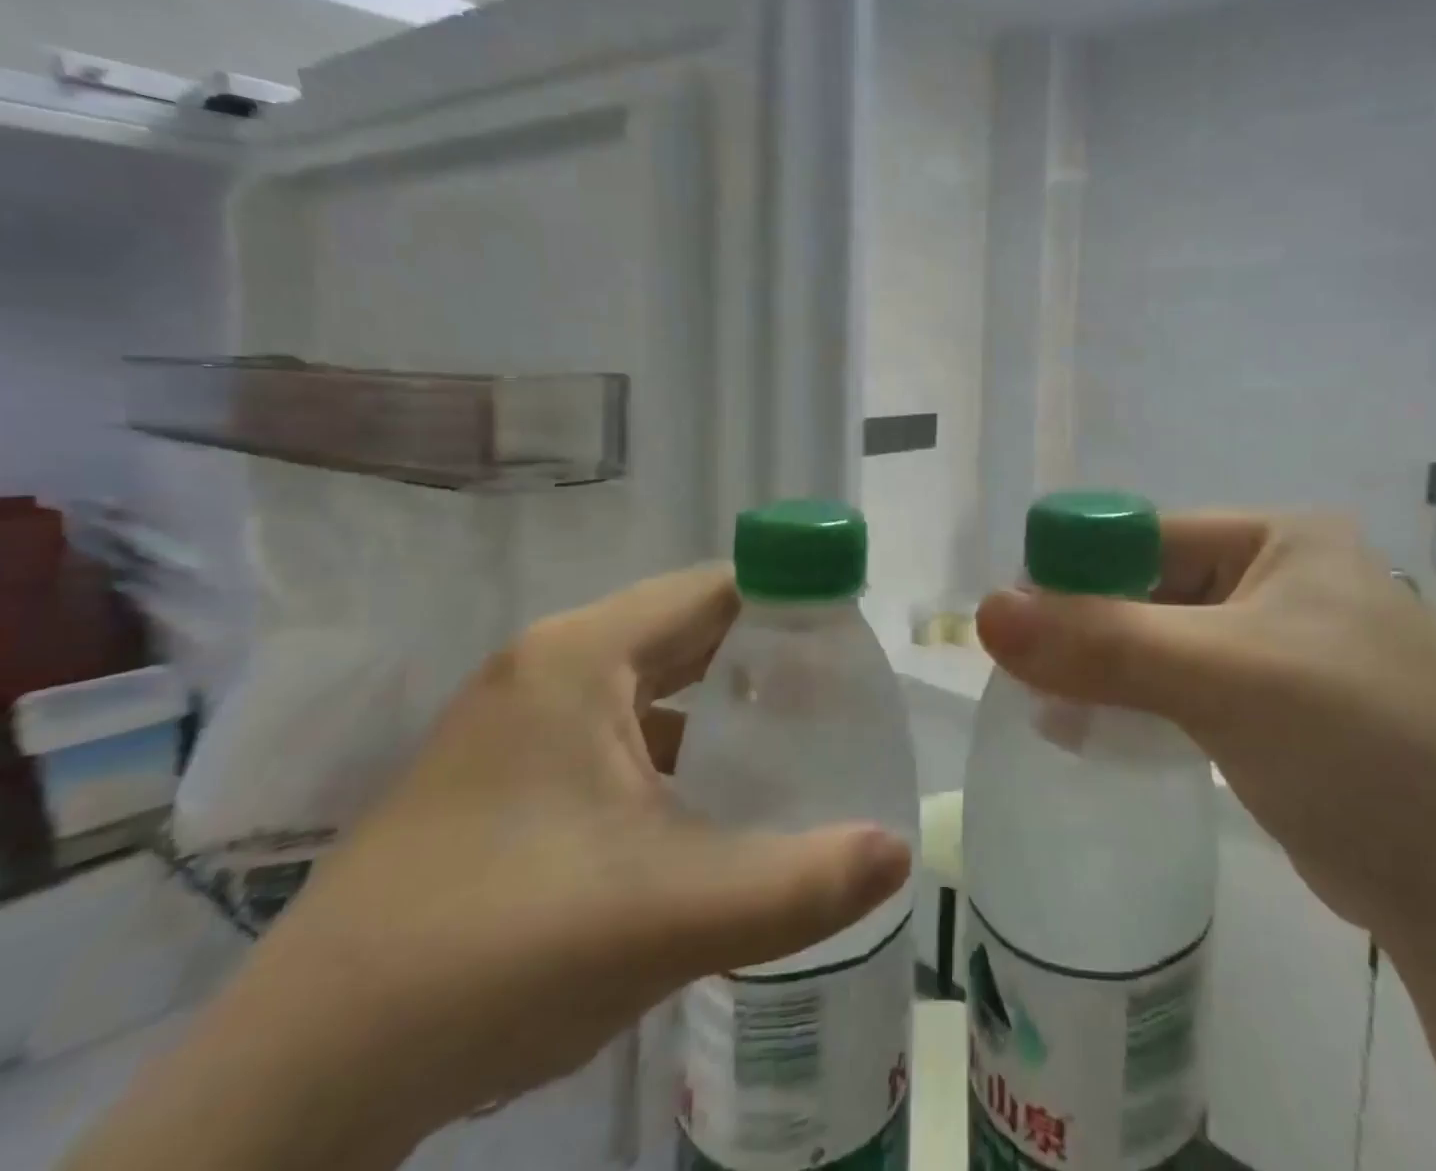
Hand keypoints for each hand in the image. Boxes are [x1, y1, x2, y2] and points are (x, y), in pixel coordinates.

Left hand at [72, 565, 911, 1170]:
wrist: (297, 1085)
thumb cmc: (497, 952)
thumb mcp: (670, 915)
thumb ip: (800, 883)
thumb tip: (899, 852)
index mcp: (583, 656)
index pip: (716, 588)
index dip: (792, 601)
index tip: (852, 644)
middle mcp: (550, 667)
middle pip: (687, 629)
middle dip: (765, 656)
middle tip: (840, 696)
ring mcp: (519, 722)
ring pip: (652, 685)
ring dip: (721, 704)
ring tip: (794, 741)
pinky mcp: (506, 775)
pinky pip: (617, 732)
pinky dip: (676, 747)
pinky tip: (710, 802)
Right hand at [974, 513, 1435, 938]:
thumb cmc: (1362, 741)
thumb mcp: (1224, 676)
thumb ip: (1103, 641)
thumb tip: (986, 612)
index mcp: (1276, 538)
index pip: (1144, 535)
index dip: (1075, 570)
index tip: (1016, 623)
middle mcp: (1278, 579)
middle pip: (1148, 589)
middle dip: (1087, 630)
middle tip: (1027, 676)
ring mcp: (1279, 648)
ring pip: (1160, 643)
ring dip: (1107, 672)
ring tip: (1053, 712)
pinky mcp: (1276, 712)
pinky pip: (1184, 690)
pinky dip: (1138, 706)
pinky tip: (1096, 734)